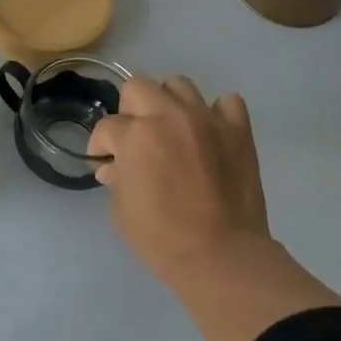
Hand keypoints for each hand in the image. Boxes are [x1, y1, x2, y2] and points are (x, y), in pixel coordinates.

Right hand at [87, 75, 269, 281]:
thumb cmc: (160, 237)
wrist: (219, 254)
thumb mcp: (122, 209)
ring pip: (179, 85)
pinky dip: (215, 113)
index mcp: (136, 135)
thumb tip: (114, 167)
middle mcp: (170, 116)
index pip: (107, 126)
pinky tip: (208, 134)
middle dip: (129, 111)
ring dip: (168, 104)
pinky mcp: (239, 130)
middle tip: (134, 139)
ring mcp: (207, 119)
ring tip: (171, 131)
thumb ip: (117, 177)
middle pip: (138, 87)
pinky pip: (226, 103)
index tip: (105, 161)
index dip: (101, 145)